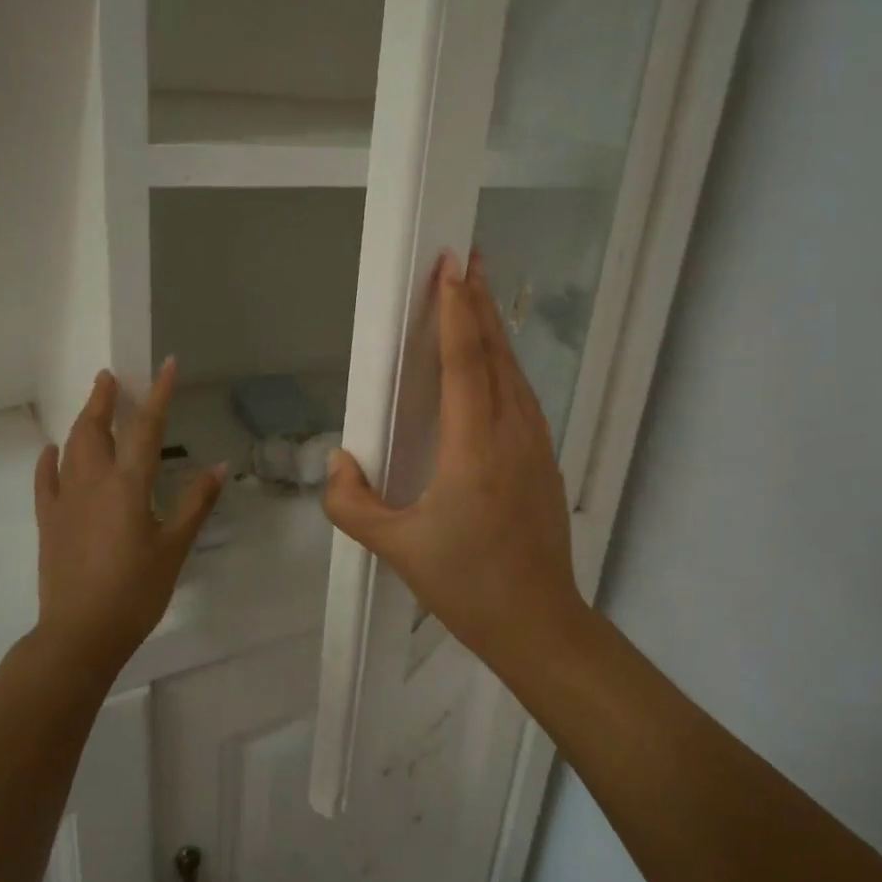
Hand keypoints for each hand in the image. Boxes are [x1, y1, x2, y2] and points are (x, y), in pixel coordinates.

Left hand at [33, 360, 224, 669]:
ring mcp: (65, 501)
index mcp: (128, 485)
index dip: (158, 393)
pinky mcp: (49, 522)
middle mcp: (93, 483)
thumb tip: (219, 466)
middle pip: (96, 429)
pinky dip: (50, 460)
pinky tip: (51, 451)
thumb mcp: (175, 547)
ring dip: (82, 421)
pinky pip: (46, 481)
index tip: (166, 364)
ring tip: (91, 404)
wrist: (81, 633)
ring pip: (70, 448)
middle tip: (109, 377)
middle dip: (103, 399)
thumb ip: (196, 502)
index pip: (146, 428)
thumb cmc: (136, 590)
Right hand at [323, 252, 590, 660]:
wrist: (538, 622)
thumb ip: (353, 504)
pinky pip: (522, 397)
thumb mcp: (397, 549)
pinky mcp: (544, 460)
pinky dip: (505, 365)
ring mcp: (535, 445)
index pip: (465, 361)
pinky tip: (494, 363)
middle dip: (478, 303)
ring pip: (513, 372)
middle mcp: (511, 433)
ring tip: (477, 296)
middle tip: (467, 258)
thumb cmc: (467, 585)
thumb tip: (338, 461)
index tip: (450, 267)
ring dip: (493, 330)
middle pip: (495, 354)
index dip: (456, 310)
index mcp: (474, 447)